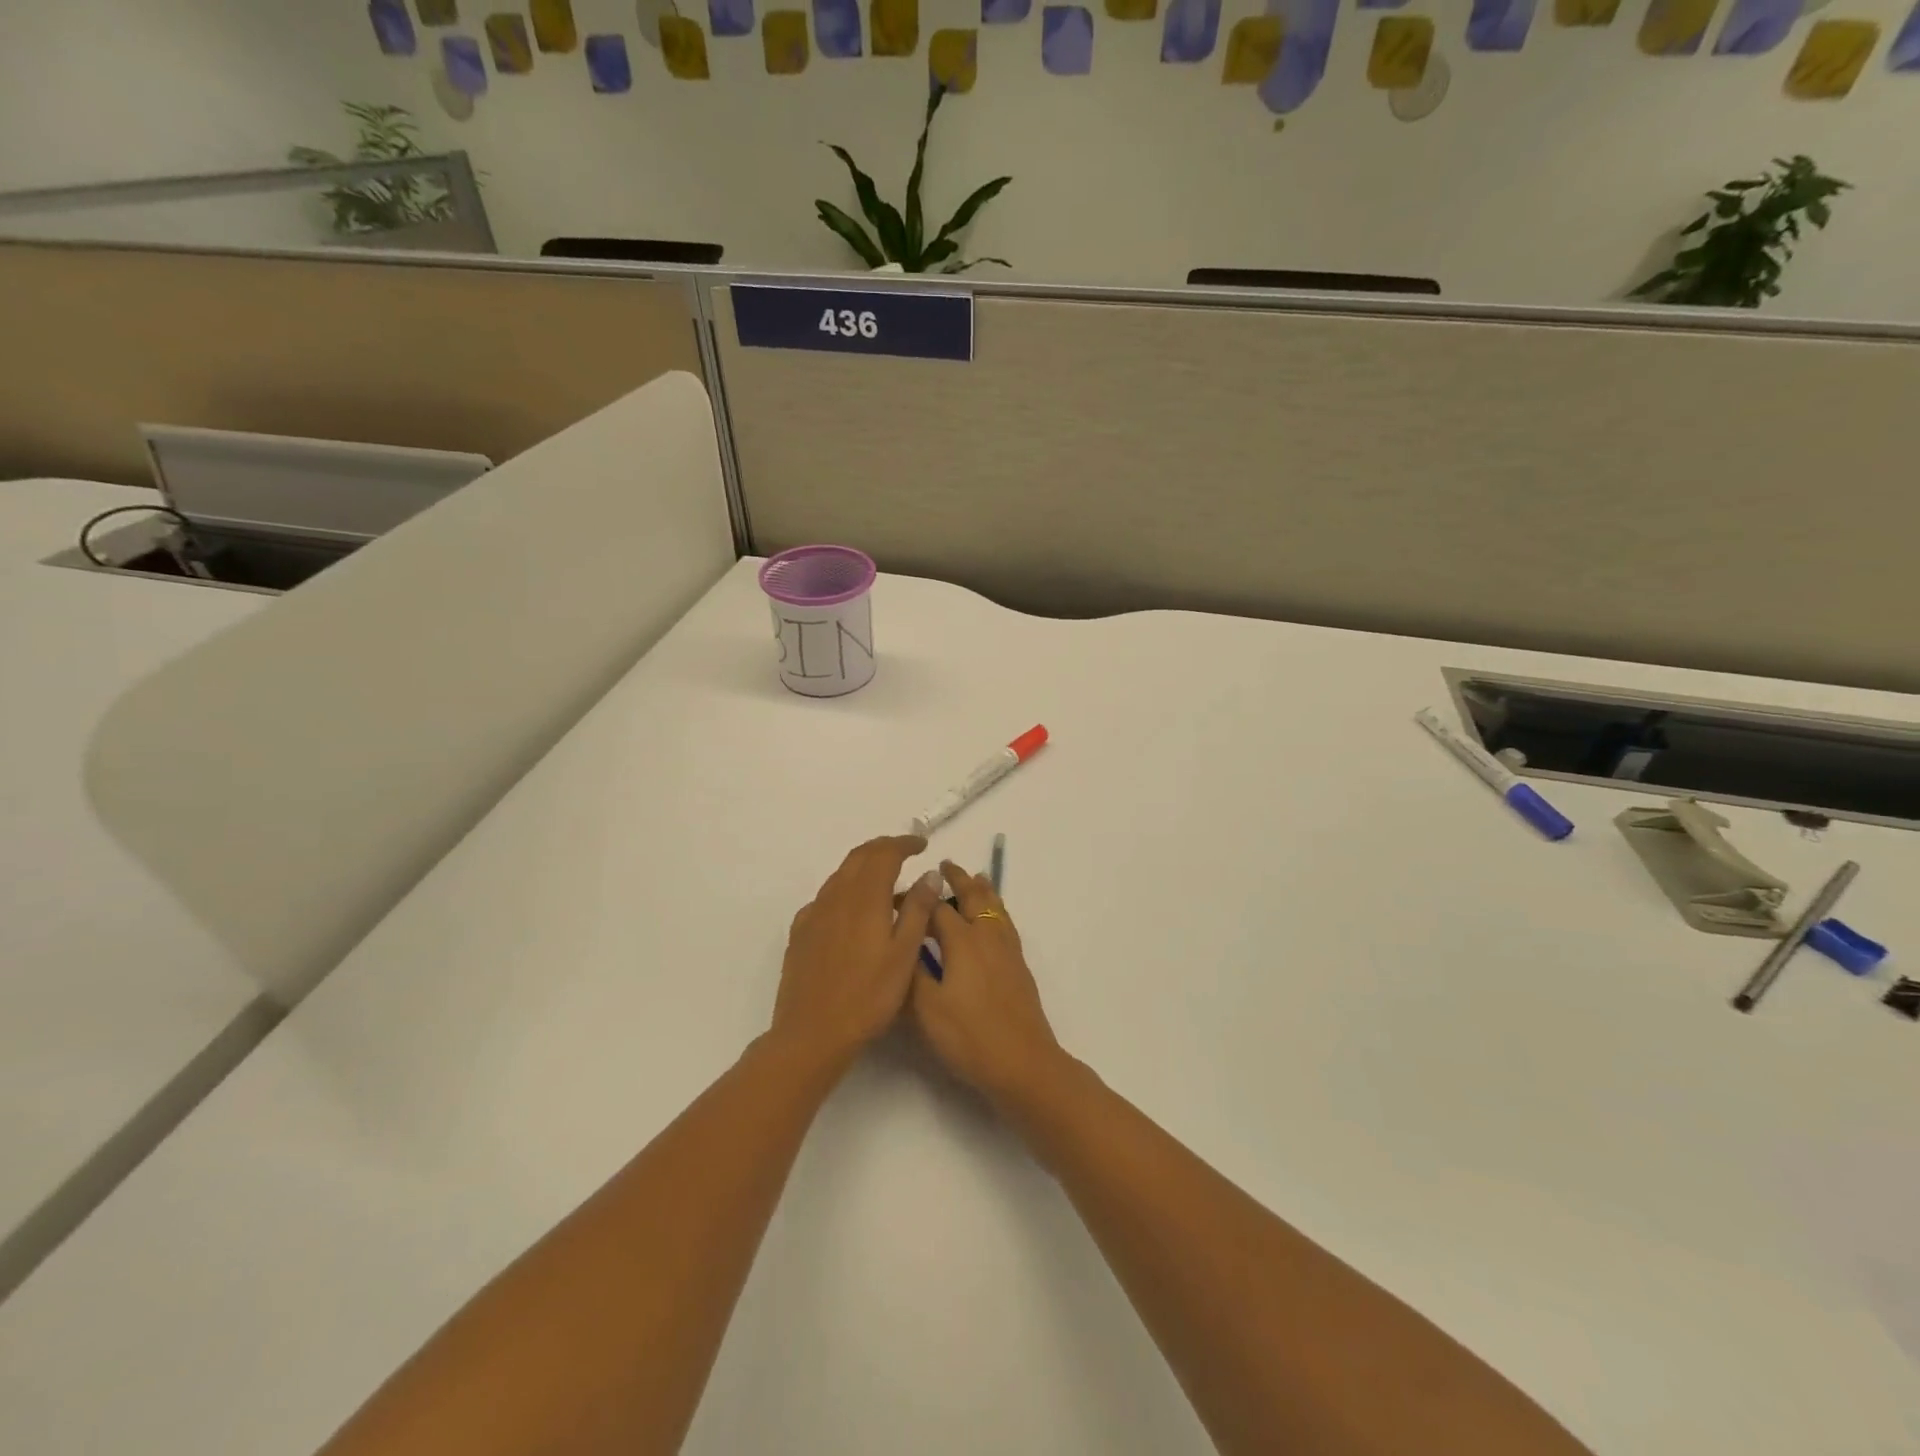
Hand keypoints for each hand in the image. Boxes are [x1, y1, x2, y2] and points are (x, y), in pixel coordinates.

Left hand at [771, 835, 942, 1074]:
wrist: (812, 1032)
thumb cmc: (868, 996)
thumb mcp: (905, 954)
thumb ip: (917, 910)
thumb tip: (929, 874)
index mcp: (865, 897)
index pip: (884, 853)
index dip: (904, 843)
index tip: (922, 844)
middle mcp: (836, 895)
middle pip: (859, 856)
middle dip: (883, 848)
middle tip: (905, 851)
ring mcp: (814, 913)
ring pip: (841, 875)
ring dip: (864, 867)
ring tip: (885, 880)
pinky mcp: (801, 932)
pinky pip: (826, 897)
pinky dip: (845, 890)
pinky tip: (853, 911)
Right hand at [911, 861, 1066, 1107]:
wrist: (1023, 1064)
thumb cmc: (969, 1037)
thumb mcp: (926, 1008)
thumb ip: (913, 970)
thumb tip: (903, 940)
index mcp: (962, 941)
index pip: (936, 908)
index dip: (916, 900)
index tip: (898, 897)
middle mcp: (987, 937)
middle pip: (974, 897)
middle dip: (959, 879)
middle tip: (946, 865)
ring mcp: (1008, 950)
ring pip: (996, 908)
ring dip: (983, 890)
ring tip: (977, 878)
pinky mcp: (1019, 966)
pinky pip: (1006, 923)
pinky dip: (997, 909)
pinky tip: (995, 920)